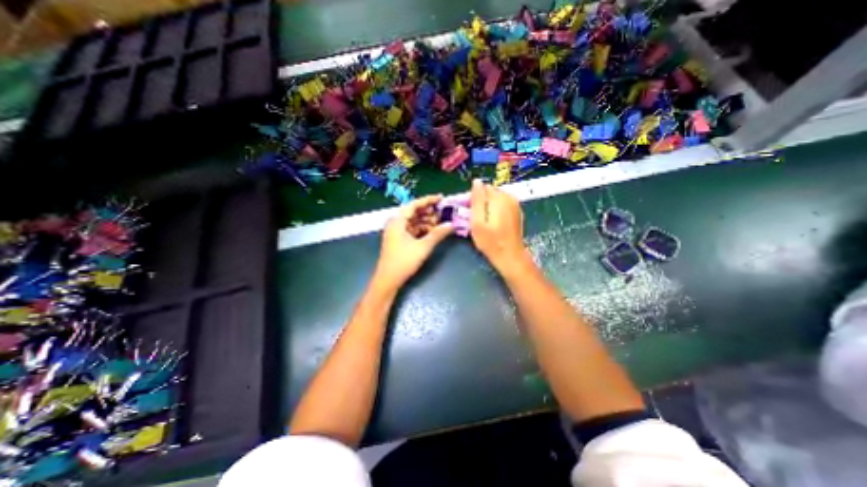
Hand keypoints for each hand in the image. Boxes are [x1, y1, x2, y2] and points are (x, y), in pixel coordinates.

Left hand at [373, 194, 454, 291]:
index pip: (414, 205)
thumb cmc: (404, 261)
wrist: (388, 279)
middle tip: (444, 212)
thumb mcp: (423, 246)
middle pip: (414, 212)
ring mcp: (397, 232)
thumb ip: (438, 234)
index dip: (429, 200)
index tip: (442, 198)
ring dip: (427, 221)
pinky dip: (423, 229)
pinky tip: (433, 232)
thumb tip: (451, 225)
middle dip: (429, 212)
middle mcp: (396, 223)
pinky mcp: (399, 240)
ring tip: (441, 223)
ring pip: (414, 221)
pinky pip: (413, 229)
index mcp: (398, 221)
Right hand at [471, 178, 531, 272]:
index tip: (467, 210)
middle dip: (480, 201)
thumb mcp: (478, 222)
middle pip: (489, 192)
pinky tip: (492, 222)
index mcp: (499, 198)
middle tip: (473, 217)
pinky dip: (495, 209)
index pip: (482, 187)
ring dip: (487, 205)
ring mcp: (515, 204)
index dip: (472, 197)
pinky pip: (502, 204)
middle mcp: (509, 197)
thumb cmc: (491, 241)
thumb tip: (476, 181)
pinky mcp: (517, 212)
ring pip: (495, 198)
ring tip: (482, 221)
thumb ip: (477, 200)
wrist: (510, 256)